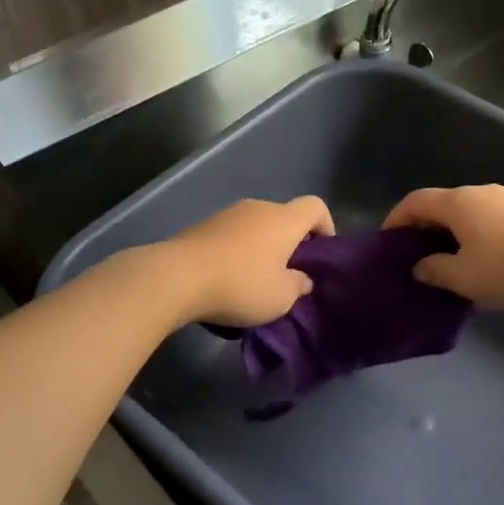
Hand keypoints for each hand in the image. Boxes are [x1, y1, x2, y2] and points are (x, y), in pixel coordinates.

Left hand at [160, 196, 334, 325]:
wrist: (178, 277)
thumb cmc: (241, 285)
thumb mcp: (281, 298)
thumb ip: (298, 285)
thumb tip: (301, 278)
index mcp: (284, 219)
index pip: (316, 207)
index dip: (325, 226)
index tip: (321, 254)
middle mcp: (258, 208)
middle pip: (285, 217)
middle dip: (291, 243)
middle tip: (288, 274)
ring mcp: (228, 214)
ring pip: (257, 226)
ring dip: (262, 248)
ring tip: (256, 280)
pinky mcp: (203, 226)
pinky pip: (232, 235)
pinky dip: (238, 252)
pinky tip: (228, 278)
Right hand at [382, 185, 503, 311]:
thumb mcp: (463, 278)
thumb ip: (434, 270)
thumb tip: (421, 266)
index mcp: (457, 202)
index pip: (415, 202)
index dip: (396, 219)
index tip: (387, 241)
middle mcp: (479, 193)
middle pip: (440, 204)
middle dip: (422, 227)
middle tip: (414, 255)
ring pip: (465, 212)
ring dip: (449, 232)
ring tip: (445, 261)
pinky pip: (486, 219)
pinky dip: (472, 234)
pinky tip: (478, 259)